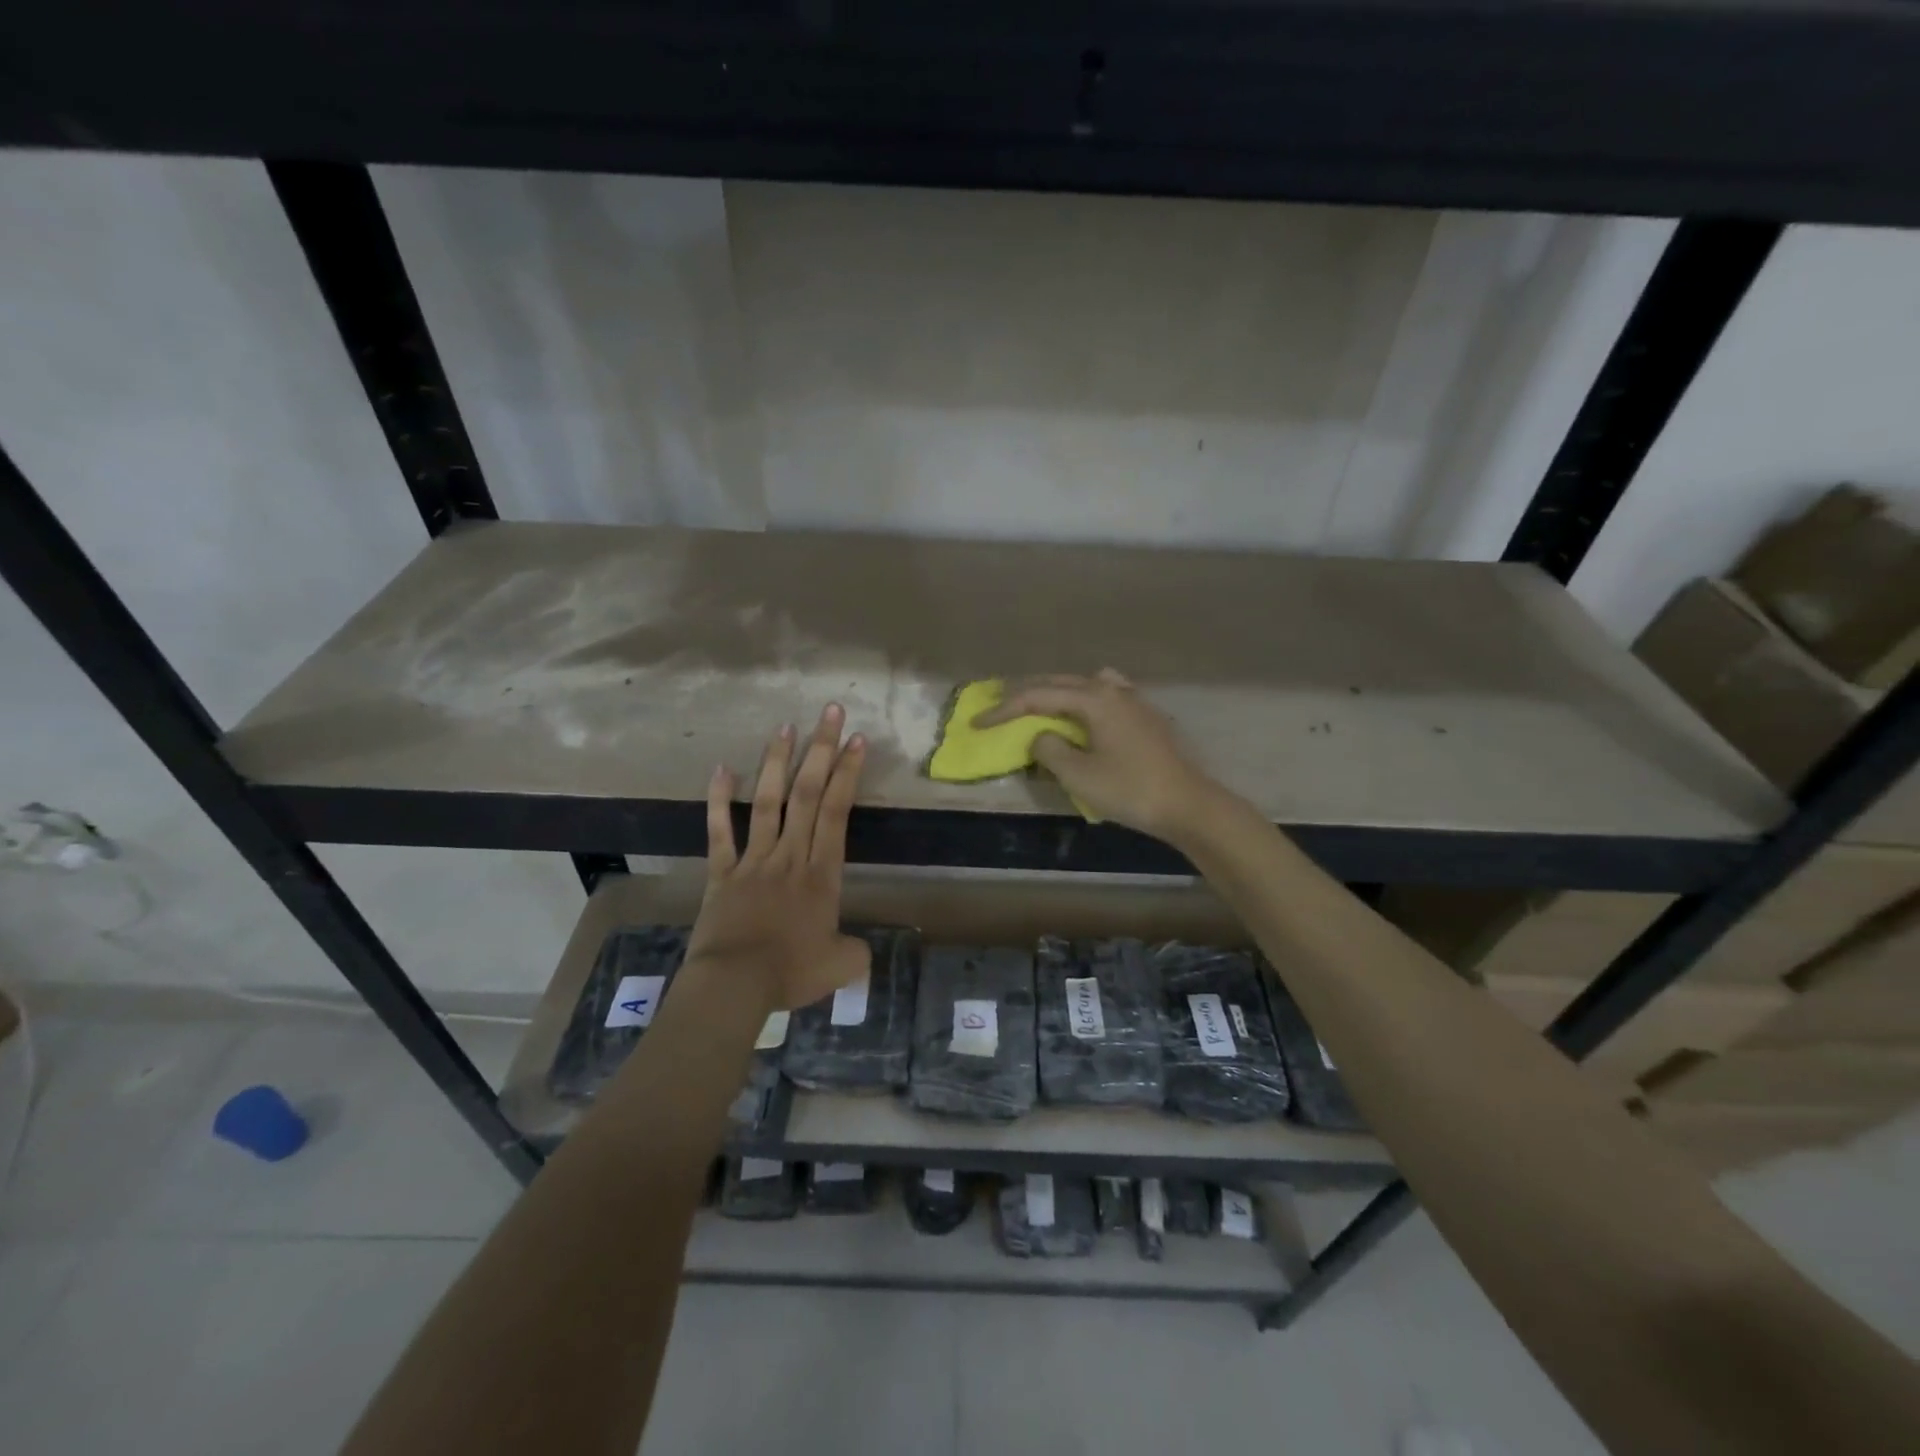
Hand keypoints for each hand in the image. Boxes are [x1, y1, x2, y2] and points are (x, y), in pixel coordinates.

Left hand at [687, 705, 871, 1011]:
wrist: (734, 985)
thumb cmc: (790, 973)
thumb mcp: (840, 966)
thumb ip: (856, 952)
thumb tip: (862, 950)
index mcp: (822, 874)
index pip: (836, 812)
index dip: (847, 774)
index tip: (856, 740)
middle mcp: (790, 855)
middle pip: (807, 794)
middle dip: (821, 750)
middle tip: (829, 712)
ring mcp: (753, 860)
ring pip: (768, 802)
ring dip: (778, 763)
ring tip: (786, 726)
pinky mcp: (722, 872)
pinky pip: (720, 831)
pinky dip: (720, 800)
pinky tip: (722, 768)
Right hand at [974, 669, 1226, 844]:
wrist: (1188, 804)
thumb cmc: (1130, 789)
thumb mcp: (1079, 774)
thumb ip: (1049, 749)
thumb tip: (1041, 736)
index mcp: (1094, 698)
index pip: (1038, 696)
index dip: (1004, 709)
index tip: (977, 723)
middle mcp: (1112, 689)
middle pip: (1059, 682)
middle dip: (1025, 694)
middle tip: (998, 707)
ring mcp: (1133, 700)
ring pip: (1084, 685)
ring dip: (1055, 693)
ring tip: (1037, 706)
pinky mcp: (1144, 715)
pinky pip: (1103, 695)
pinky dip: (1082, 700)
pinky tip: (1083, 714)